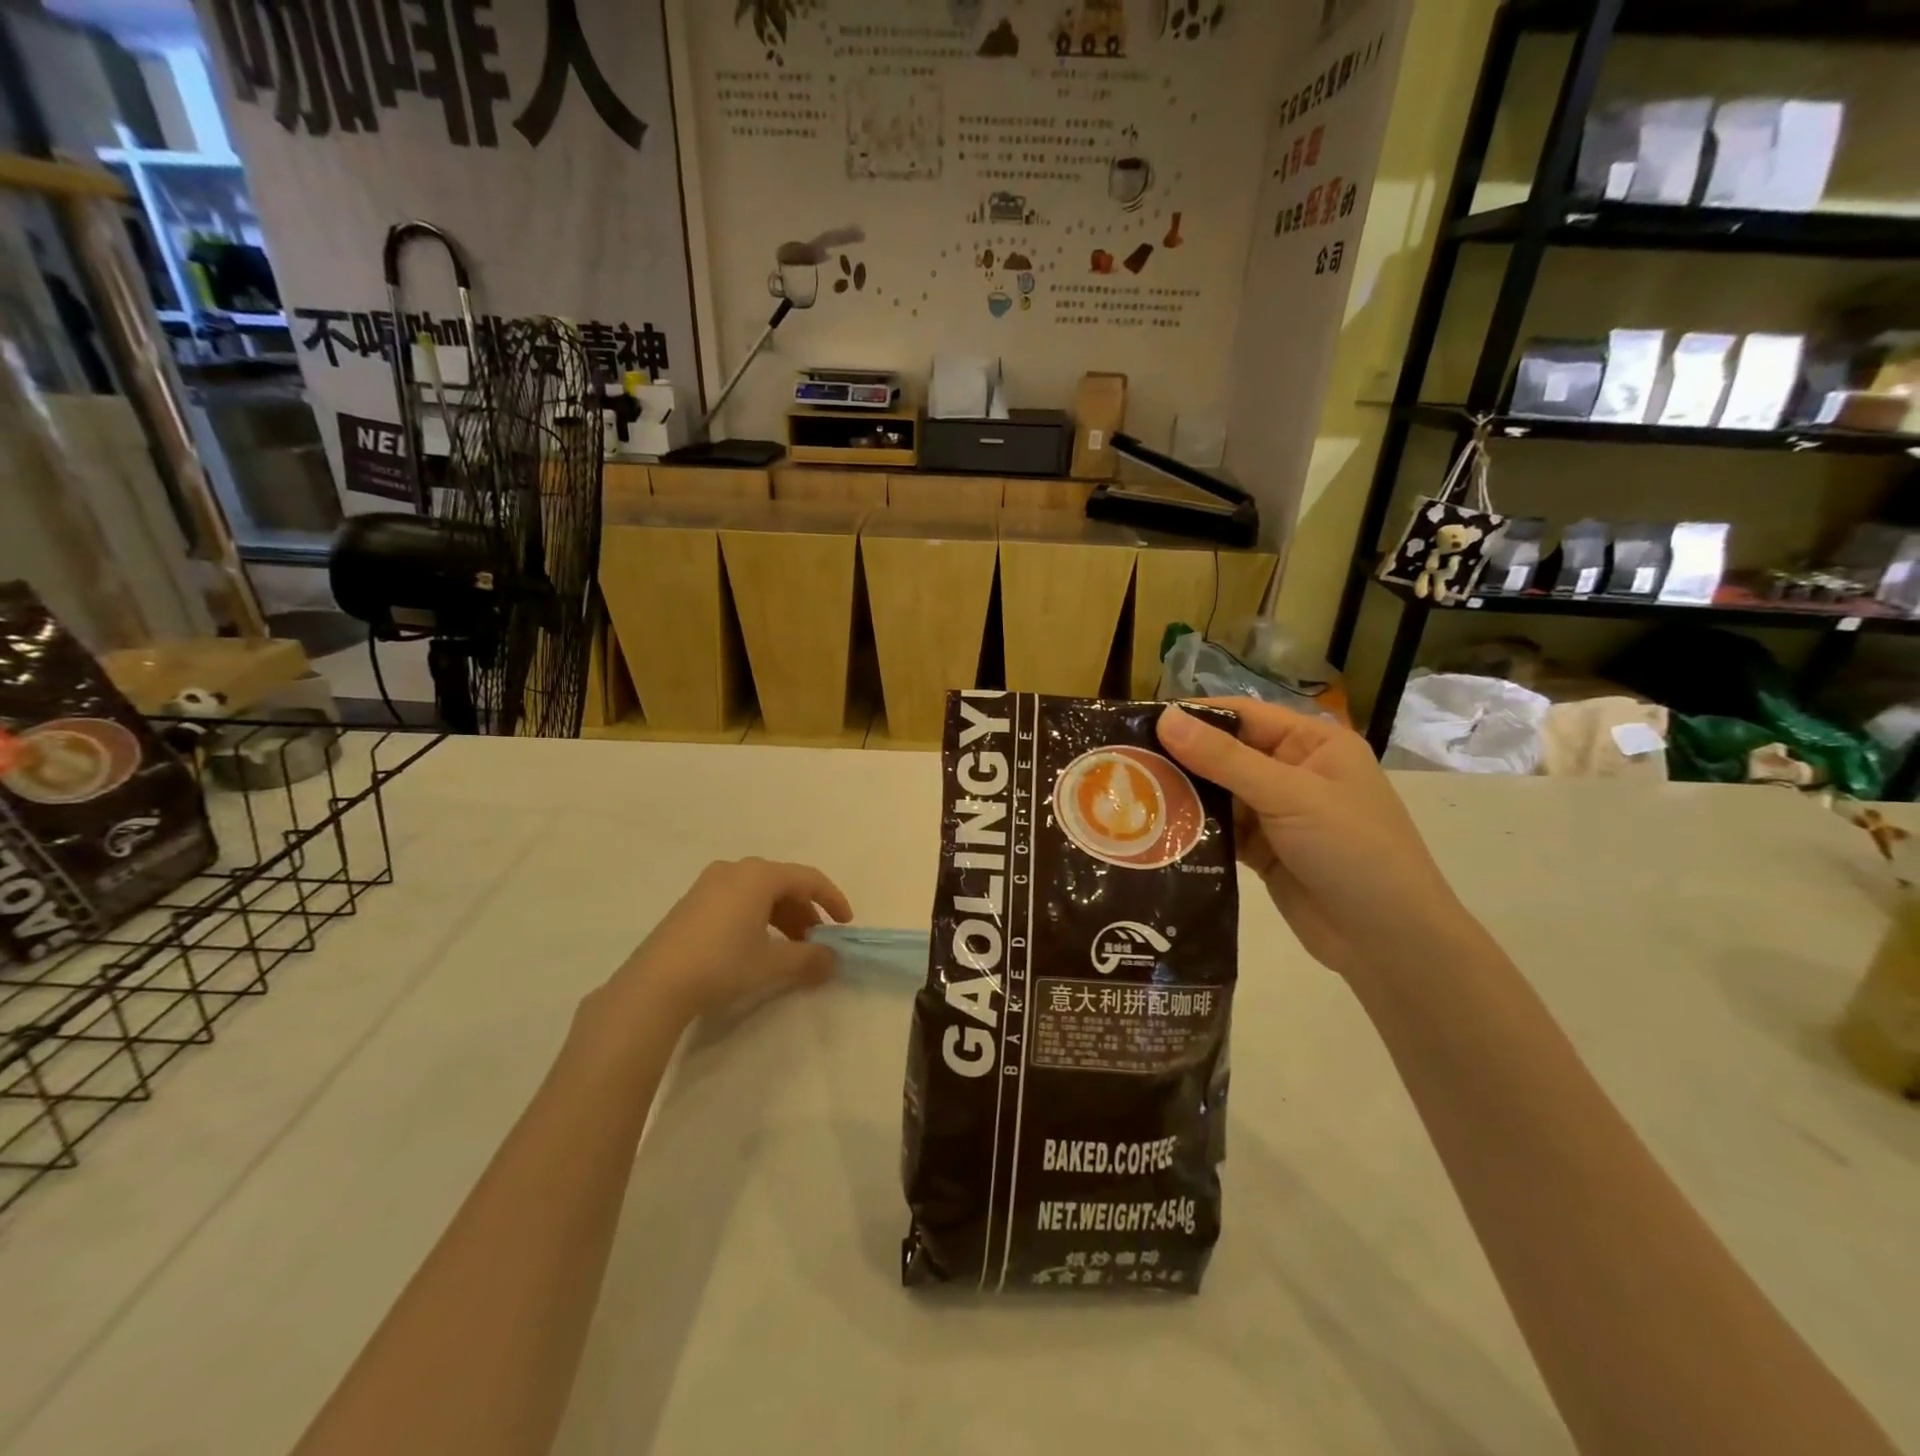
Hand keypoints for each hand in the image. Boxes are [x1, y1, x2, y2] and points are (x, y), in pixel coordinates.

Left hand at [607, 858, 853, 1024]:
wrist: (655, 985)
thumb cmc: (722, 964)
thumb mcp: (772, 963)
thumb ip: (809, 958)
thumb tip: (833, 960)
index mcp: (759, 875)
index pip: (808, 879)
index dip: (832, 900)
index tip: (845, 924)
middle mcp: (736, 870)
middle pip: (783, 884)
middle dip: (805, 912)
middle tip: (815, 942)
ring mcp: (710, 883)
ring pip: (760, 893)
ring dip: (782, 917)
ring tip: (789, 948)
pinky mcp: (693, 901)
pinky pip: (738, 899)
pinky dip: (758, 917)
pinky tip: (757, 945)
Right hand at [1156, 700, 1476, 978]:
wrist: (1390, 943)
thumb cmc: (1353, 851)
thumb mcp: (1289, 796)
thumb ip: (1224, 759)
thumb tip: (1165, 718)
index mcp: (1313, 745)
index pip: (1243, 716)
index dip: (1194, 716)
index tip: (1140, 722)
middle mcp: (1294, 772)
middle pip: (1226, 754)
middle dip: (1181, 758)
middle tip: (1124, 763)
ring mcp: (1278, 815)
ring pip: (1219, 794)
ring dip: (1183, 796)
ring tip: (1130, 796)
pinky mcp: (1264, 852)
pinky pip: (1221, 831)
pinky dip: (1195, 830)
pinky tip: (1155, 831)